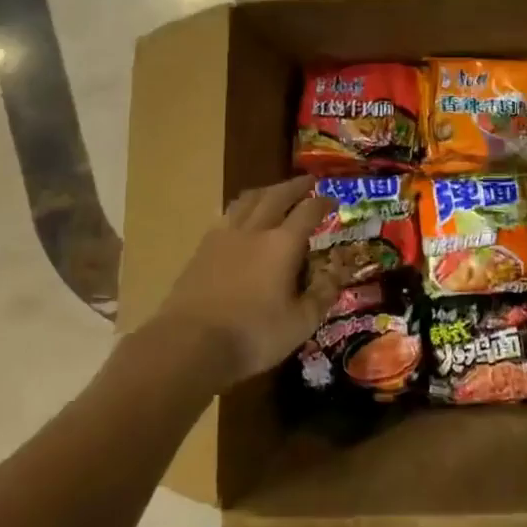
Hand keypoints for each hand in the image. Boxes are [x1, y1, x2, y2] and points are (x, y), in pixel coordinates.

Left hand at [152, 176, 337, 387]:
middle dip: (295, 186)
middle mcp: (254, 230)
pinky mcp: (201, 249)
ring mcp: (223, 237)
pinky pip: (226, 216)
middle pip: (276, 196)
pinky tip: (241, 220)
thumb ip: (322, 294)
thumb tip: (337, 272)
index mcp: (282, 244)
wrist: (188, 344)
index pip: (308, 212)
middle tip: (308, 181)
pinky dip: (242, 209)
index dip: (323, 203)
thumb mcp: (300, 323)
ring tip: (274, 192)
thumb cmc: (252, 335)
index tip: (333, 201)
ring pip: (247, 200)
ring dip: (266, 191)